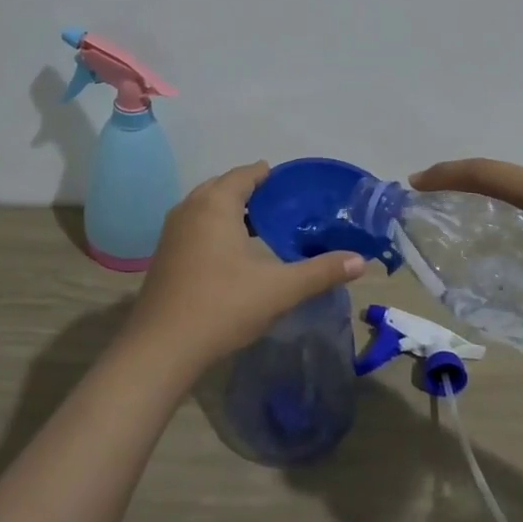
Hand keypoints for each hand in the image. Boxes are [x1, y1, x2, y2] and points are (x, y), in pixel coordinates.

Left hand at [128, 162, 367, 371]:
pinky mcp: (164, 256)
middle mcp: (189, 209)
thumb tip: (360, 261)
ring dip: (228, 210)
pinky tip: (230, 253)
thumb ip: (320, 272)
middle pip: (221, 187)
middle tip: (278, 204)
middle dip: (247, 190)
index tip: (288, 182)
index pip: (244, 175)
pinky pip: (193, 227)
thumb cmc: (223, 306)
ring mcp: (171, 233)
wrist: (162, 347)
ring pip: (204, 207)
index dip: (266, 174)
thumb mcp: (279, 289)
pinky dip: (213, 228)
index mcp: (216, 205)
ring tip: (257, 226)